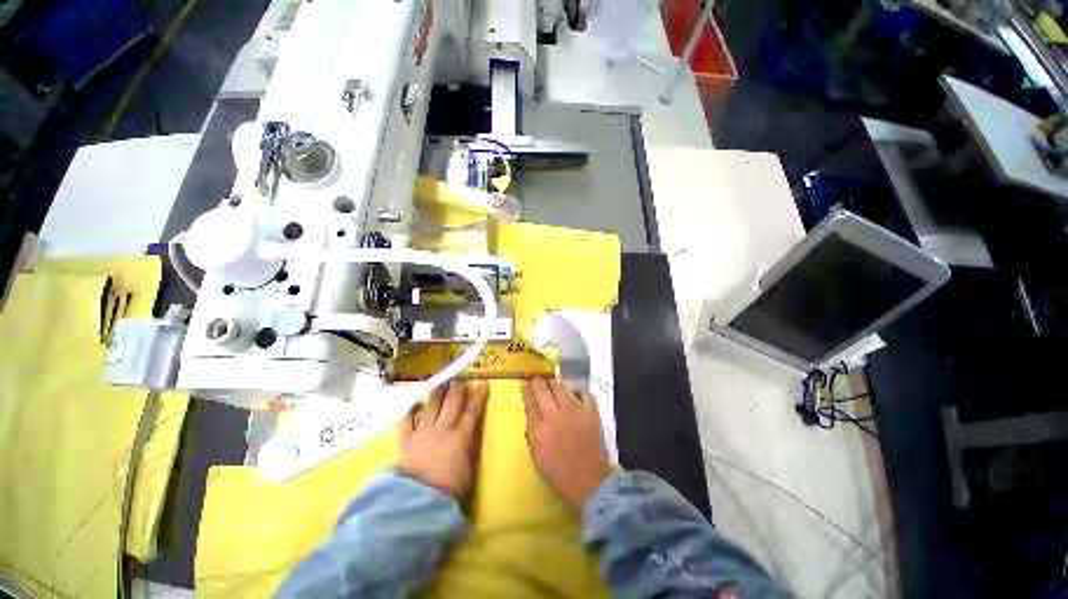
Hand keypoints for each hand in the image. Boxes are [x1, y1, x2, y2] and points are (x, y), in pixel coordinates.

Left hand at [399, 381, 487, 500]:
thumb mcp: (469, 468)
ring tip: (441, 382)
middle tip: (460, 379)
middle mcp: (443, 428)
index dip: (479, 396)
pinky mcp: (406, 439)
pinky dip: (411, 410)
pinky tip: (415, 404)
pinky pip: (407, 420)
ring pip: (431, 405)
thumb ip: (470, 446)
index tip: (483, 383)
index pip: (473, 411)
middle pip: (452, 402)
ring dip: (437, 392)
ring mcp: (423, 432)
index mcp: (461, 436)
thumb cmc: (449, 490)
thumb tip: (471, 431)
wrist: (417, 503)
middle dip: (457, 388)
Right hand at [523, 379, 610, 510]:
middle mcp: (556, 416)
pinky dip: (578, 391)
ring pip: (562, 388)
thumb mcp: (537, 455)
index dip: (526, 390)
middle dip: (537, 382)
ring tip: (551, 382)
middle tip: (536, 379)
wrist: (589, 485)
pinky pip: (585, 394)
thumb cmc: (559, 474)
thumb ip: (532, 431)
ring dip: (554, 383)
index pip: (530, 402)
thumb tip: (532, 411)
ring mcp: (575, 412)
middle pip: (543, 390)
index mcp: (540, 429)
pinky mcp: (591, 414)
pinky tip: (574, 392)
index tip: (524, 382)